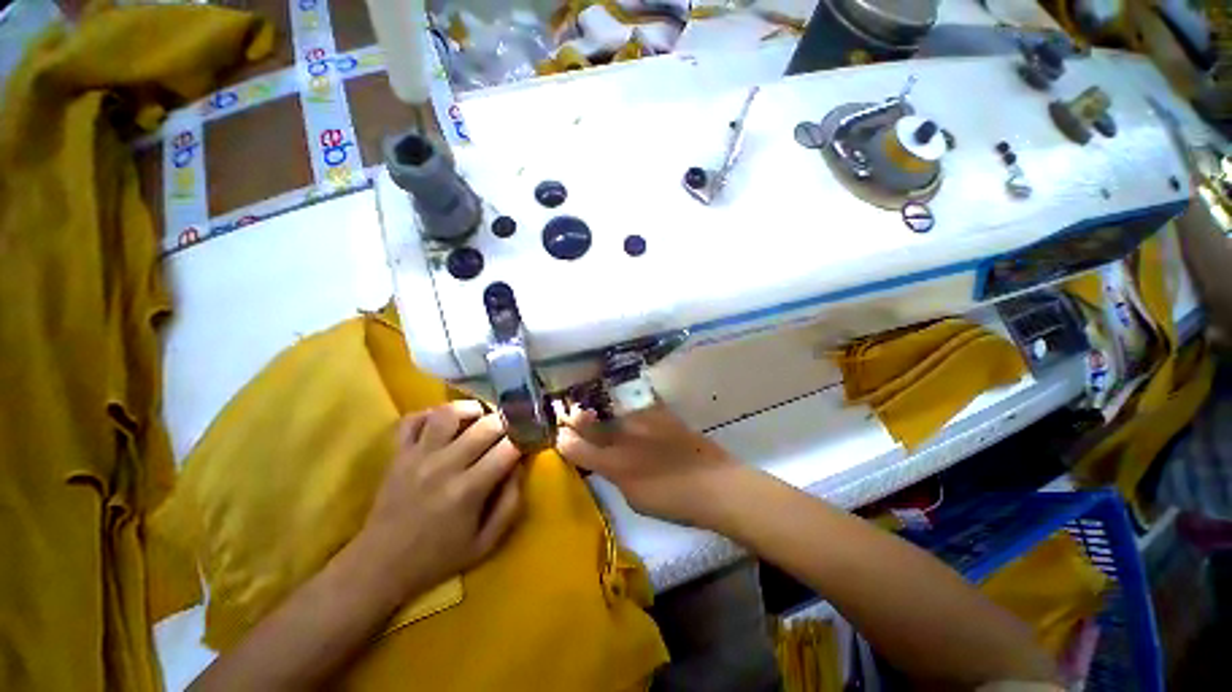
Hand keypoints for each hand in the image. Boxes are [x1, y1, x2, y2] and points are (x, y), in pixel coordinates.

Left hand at [356, 401, 523, 600]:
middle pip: (485, 425)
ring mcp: (417, 456)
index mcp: (468, 490)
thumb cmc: (438, 557)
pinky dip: (432, 413)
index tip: (531, 438)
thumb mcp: (486, 543)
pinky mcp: (397, 454)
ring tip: (480, 418)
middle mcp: (444, 466)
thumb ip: (511, 503)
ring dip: (471, 410)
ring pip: (449, 412)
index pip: (508, 448)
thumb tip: (521, 465)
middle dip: (507, 422)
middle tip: (512, 428)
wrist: (380, 566)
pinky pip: (413, 419)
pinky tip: (445, 423)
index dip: (525, 438)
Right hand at [557, 404, 747, 527]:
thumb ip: (614, 476)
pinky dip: (626, 405)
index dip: (563, 441)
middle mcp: (622, 436)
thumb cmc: (674, 502)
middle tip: (569, 414)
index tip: (560, 436)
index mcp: (614, 464)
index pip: (574, 447)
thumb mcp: (634, 499)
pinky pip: (635, 404)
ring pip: (610, 409)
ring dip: (599, 409)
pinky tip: (626, 405)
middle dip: (574, 418)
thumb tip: (605, 462)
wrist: (716, 484)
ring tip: (595, 407)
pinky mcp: (660, 411)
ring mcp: (642, 419)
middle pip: (587, 421)